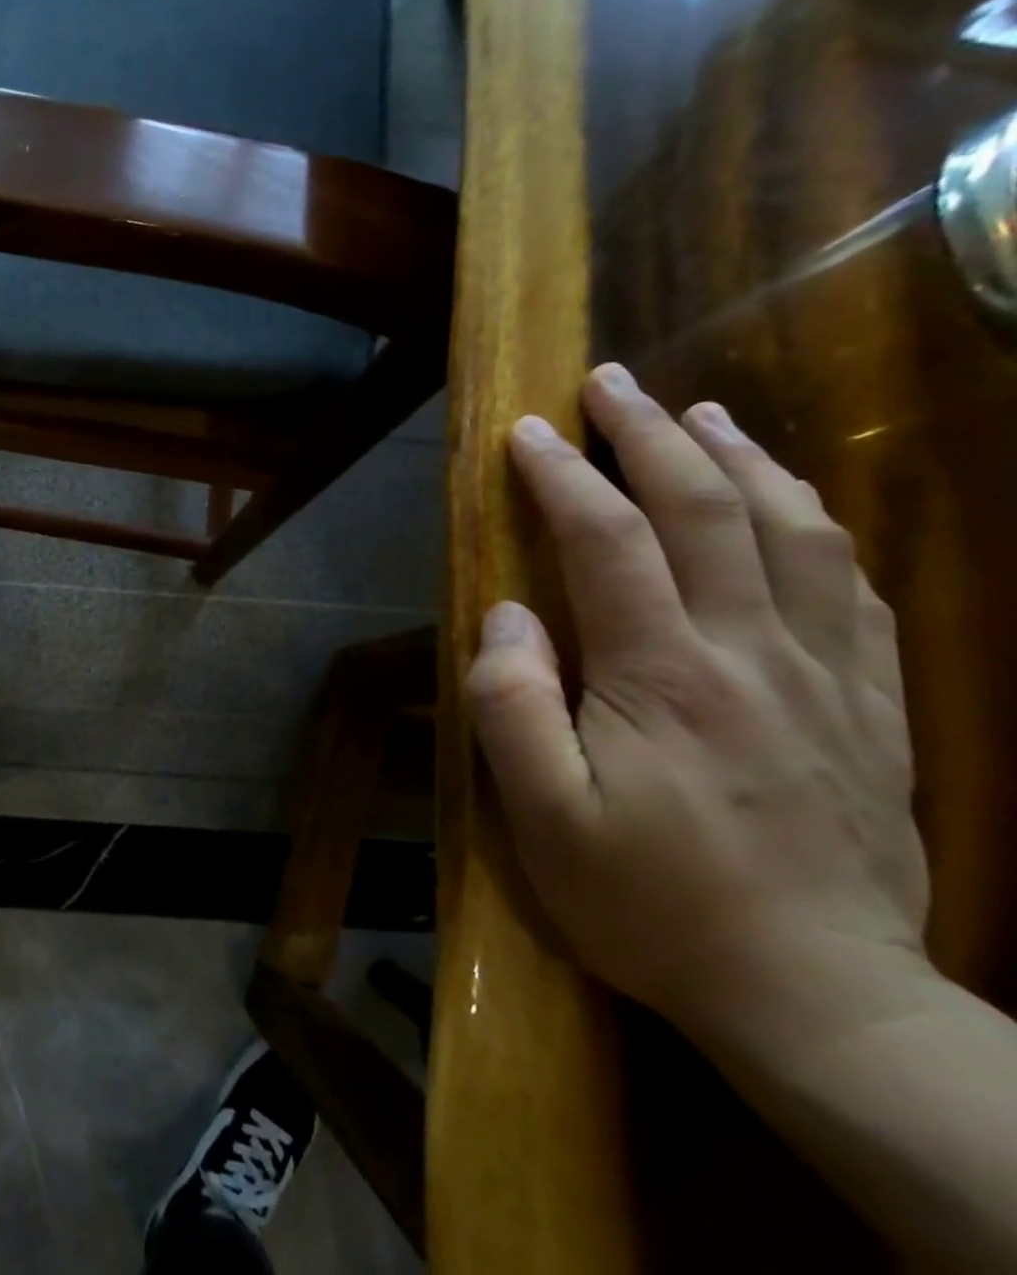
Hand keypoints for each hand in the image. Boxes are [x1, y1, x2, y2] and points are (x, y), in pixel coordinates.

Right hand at [465, 363, 928, 1048]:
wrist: (817, 997)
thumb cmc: (650, 903)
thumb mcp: (541, 816)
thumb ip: (511, 705)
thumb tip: (507, 616)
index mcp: (664, 677)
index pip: (609, 541)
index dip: (565, 475)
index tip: (528, 430)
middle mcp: (753, 653)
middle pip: (708, 511)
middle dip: (653, 435)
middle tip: (613, 383)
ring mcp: (828, 675)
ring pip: (795, 532)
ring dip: (741, 459)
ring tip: (703, 413)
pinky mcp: (873, 705)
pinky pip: (852, 586)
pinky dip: (815, 522)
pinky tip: (790, 501)